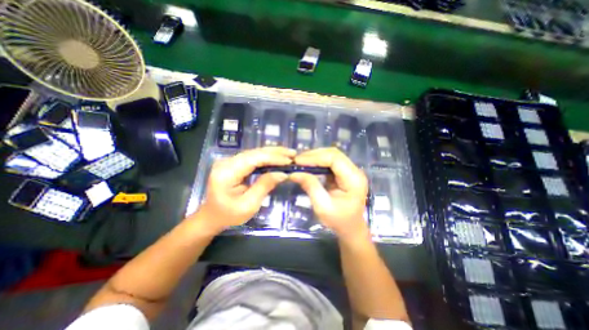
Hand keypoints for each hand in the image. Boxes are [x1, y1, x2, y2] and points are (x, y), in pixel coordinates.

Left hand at [194, 147, 294, 231]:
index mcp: (226, 173)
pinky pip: (252, 157)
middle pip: (254, 152)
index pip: (253, 159)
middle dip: (275, 152)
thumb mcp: (249, 205)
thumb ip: (264, 186)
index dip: (273, 158)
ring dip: (272, 153)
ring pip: (254, 153)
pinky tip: (277, 157)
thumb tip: (283, 173)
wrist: (212, 216)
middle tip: (293, 154)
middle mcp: (226, 162)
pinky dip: (266, 157)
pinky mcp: (233, 163)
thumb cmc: (229, 215)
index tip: (289, 160)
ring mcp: (229, 161)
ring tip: (288, 154)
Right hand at [289, 148, 365, 240]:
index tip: (298, 161)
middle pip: (334, 154)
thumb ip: (310, 186)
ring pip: (332, 156)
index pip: (335, 159)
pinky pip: (331, 162)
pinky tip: (308, 165)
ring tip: (300, 161)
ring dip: (315, 157)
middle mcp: (355, 171)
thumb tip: (294, 173)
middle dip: (314, 155)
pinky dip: (318, 162)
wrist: (350, 229)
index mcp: (354, 179)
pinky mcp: (344, 173)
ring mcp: (350, 171)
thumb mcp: (322, 206)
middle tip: (297, 160)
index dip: (315, 157)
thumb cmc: (339, 221)